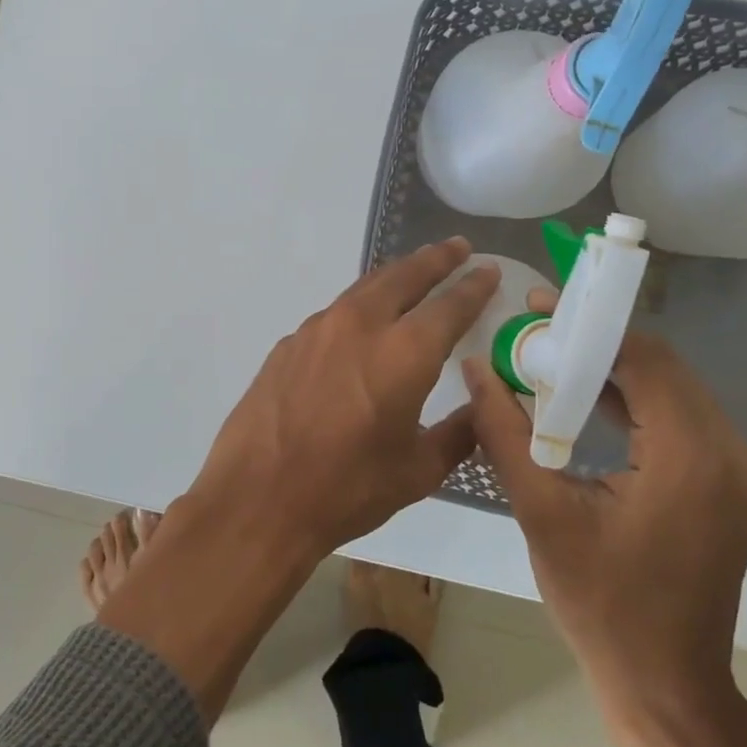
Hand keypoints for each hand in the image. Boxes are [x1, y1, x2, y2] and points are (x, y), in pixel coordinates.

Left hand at [186, 237, 500, 557]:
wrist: (257, 499)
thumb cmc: (346, 490)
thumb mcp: (417, 471)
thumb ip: (457, 434)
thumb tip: (478, 412)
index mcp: (404, 353)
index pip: (450, 305)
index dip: (474, 286)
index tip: (489, 270)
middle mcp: (360, 326)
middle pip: (404, 276)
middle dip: (435, 259)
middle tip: (457, 248)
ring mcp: (317, 330)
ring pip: (364, 289)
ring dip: (394, 277)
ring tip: (413, 274)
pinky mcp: (288, 344)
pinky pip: (333, 315)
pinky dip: (358, 308)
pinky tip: (361, 325)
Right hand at [463, 328, 746, 726]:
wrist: (665, 683)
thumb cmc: (600, 603)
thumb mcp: (541, 512)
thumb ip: (504, 431)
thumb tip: (475, 366)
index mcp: (692, 456)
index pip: (644, 359)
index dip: (589, 326)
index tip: (536, 307)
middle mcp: (729, 452)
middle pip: (661, 367)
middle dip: (597, 342)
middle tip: (535, 331)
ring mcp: (735, 469)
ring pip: (670, 388)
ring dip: (612, 369)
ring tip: (549, 357)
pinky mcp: (725, 483)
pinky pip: (677, 418)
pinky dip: (631, 400)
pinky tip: (583, 398)